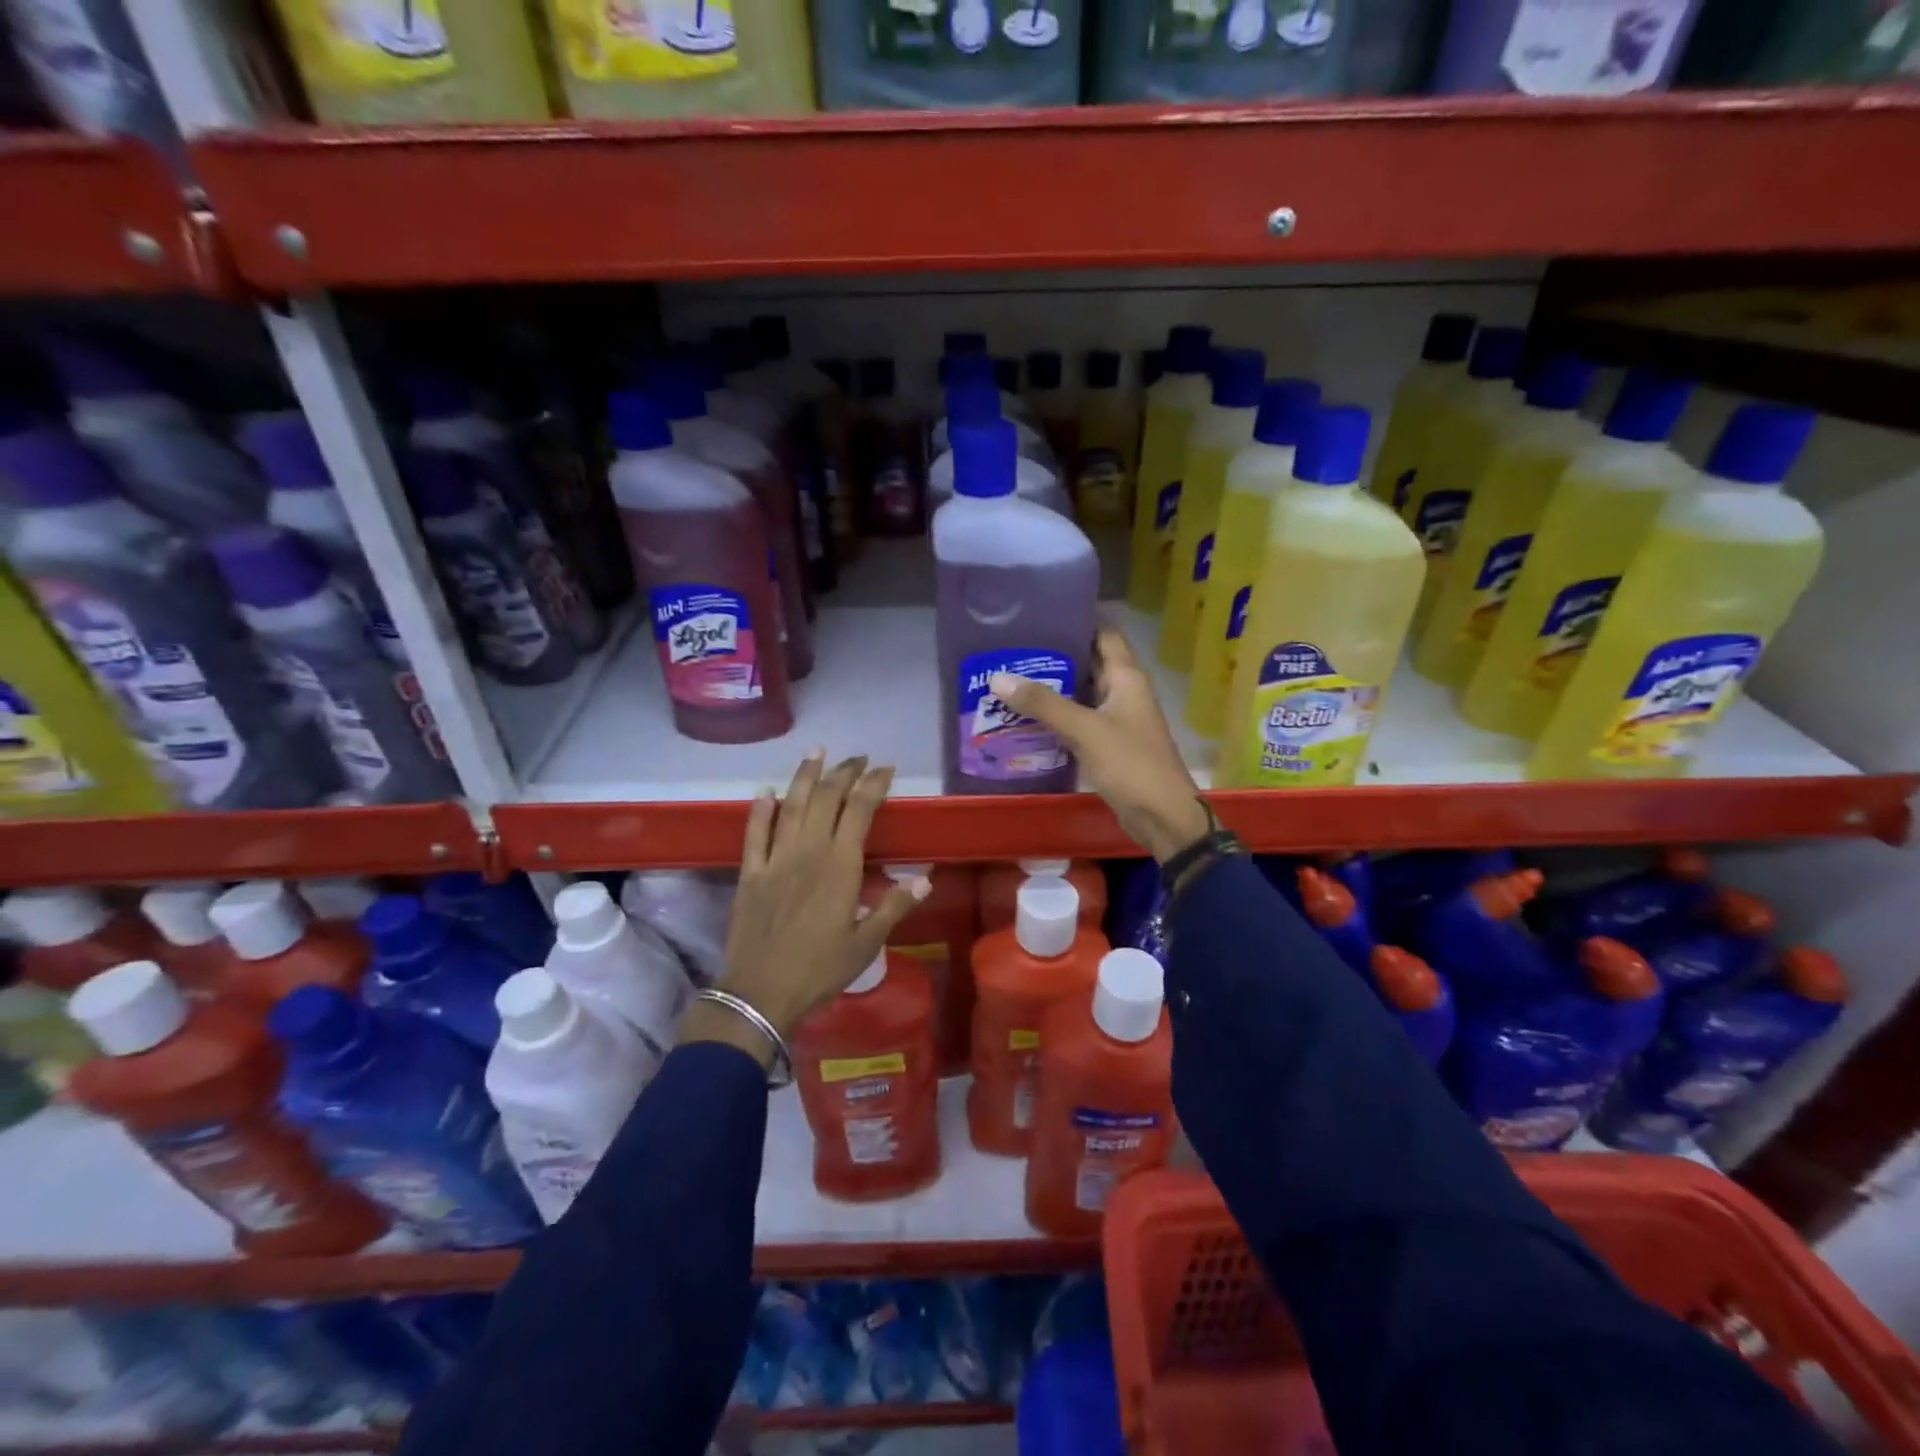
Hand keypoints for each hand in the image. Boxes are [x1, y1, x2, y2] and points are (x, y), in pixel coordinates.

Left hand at [680, 753, 929, 1066]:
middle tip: (859, 758)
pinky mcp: (750, 872)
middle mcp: (808, 851)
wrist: (760, 993)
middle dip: (844, 772)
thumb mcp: (866, 943)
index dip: (874, 784)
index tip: (886, 769)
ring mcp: (776, 858)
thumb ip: (894, 906)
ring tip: (817, 751)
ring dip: (805, 775)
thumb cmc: (820, 970)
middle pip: (827, 798)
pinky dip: (760, 809)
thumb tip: (926, 878)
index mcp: (840, 865)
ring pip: (792, 804)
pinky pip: (754, 832)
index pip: (860, 809)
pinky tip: (766, 791)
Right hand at [990, 627, 1210, 862]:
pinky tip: (1026, 717)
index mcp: (1127, 678)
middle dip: (1055, 655)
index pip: (1104, 634)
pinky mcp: (1109, 745)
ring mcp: (1117, 720)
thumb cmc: (1131, 765)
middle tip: (1012, 647)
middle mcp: (1123, 693)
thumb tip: (998, 678)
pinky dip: (1056, 717)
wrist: (1163, 818)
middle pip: (1089, 663)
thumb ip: (1043, 704)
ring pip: (1081, 694)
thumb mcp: (1085, 730)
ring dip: (1053, 688)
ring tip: (1010, 678)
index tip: (1040, 612)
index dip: (1077, 619)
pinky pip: (1079, 721)